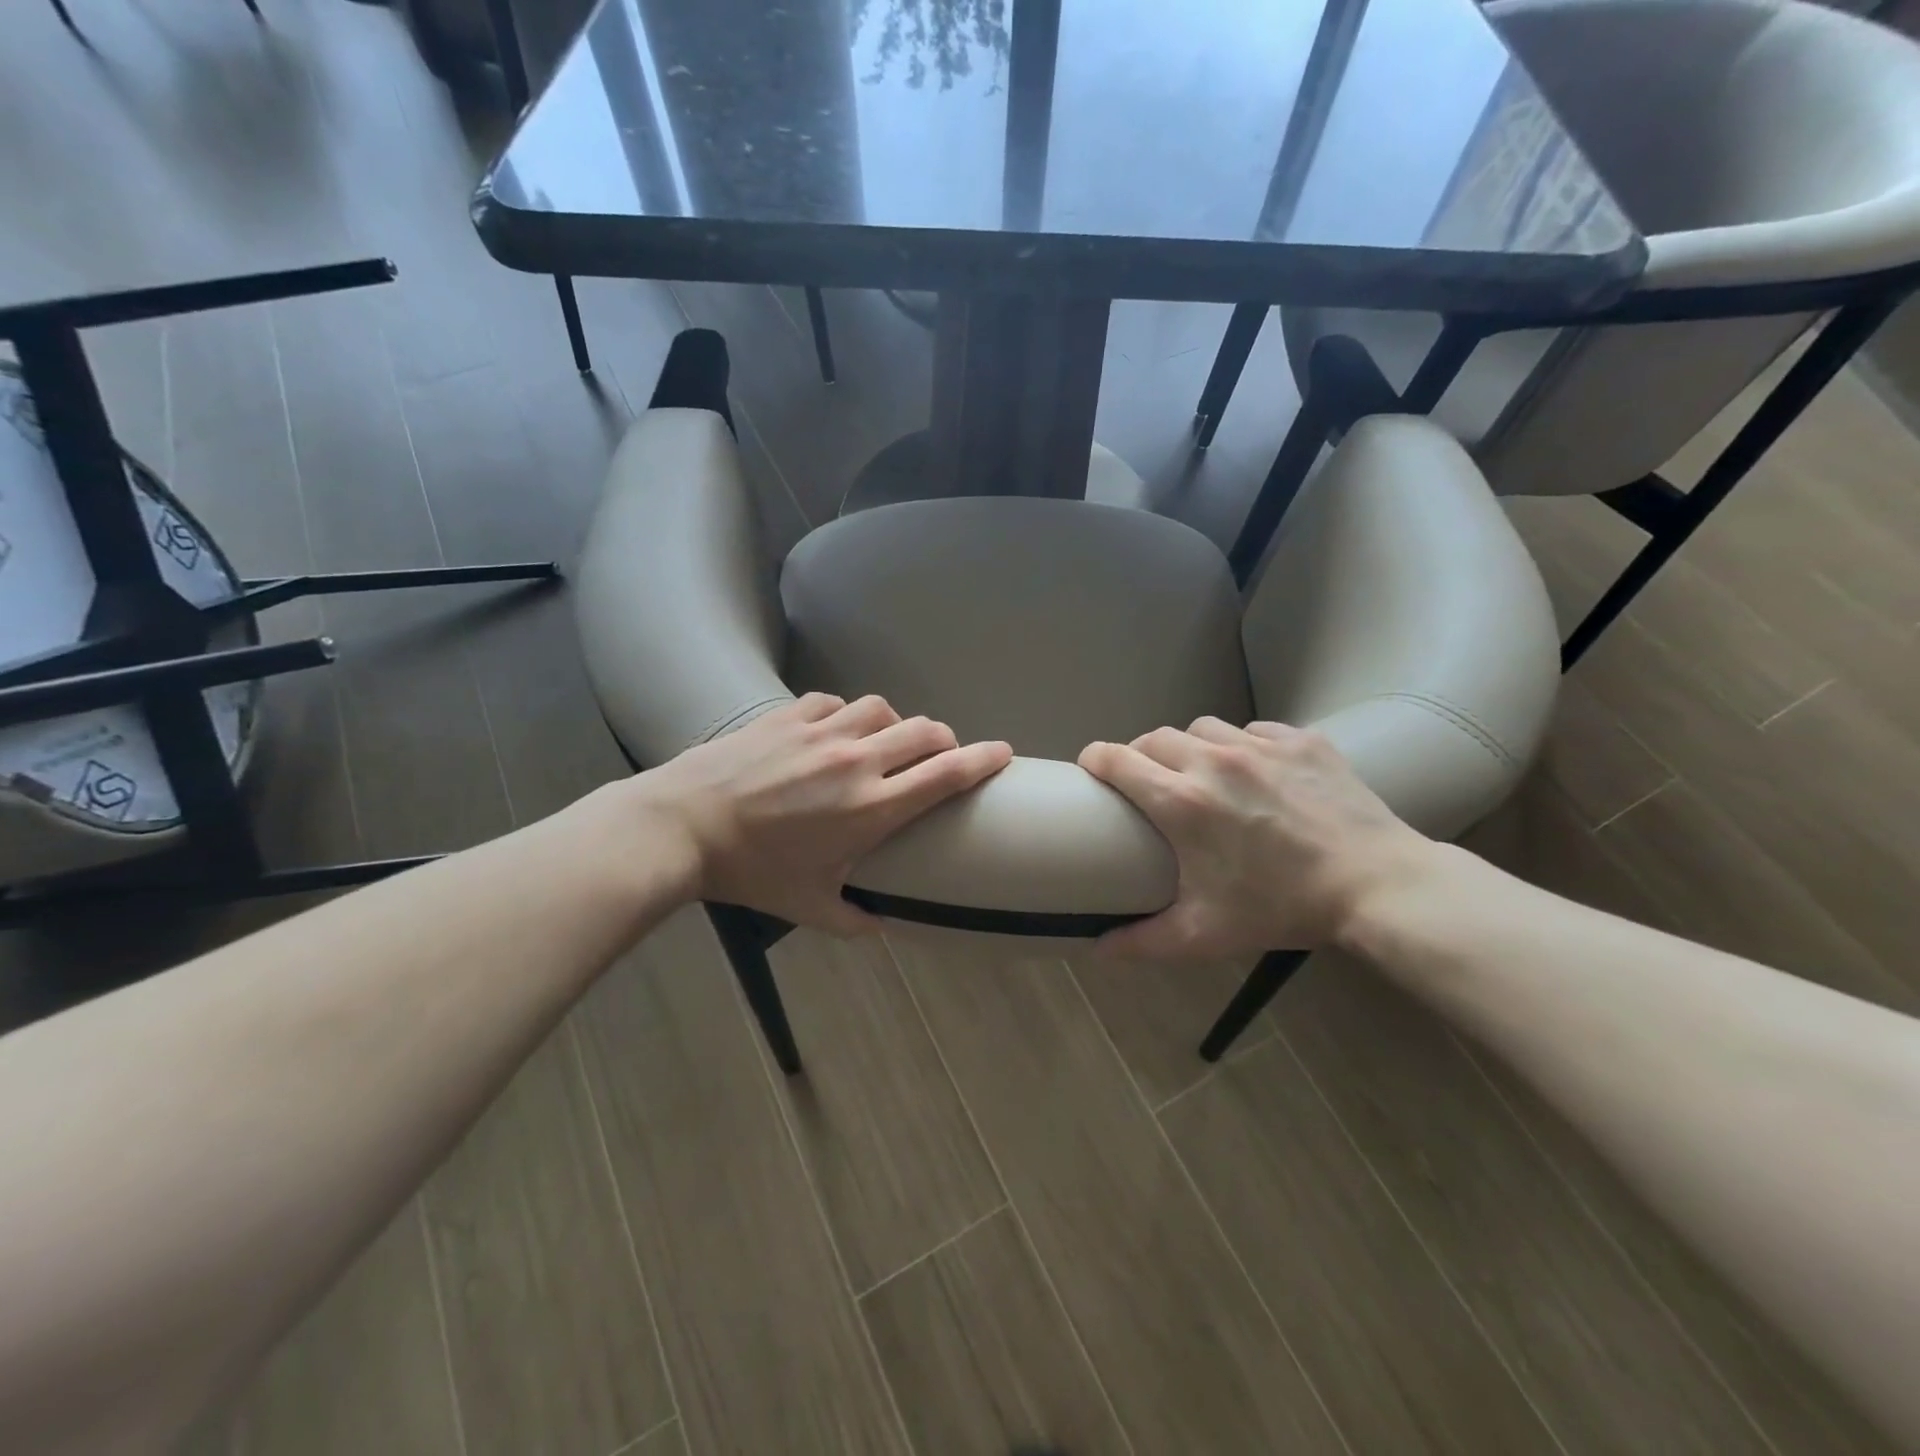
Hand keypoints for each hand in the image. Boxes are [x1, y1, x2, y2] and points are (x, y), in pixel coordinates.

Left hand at [628, 693, 1011, 933]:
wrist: (681, 826)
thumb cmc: (750, 873)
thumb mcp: (808, 908)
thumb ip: (855, 920)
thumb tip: (883, 927)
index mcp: (872, 808)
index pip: (946, 774)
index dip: (983, 759)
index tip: (1003, 753)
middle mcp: (857, 761)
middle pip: (925, 732)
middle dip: (944, 741)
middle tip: (939, 756)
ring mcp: (822, 732)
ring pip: (882, 708)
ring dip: (894, 724)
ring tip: (884, 743)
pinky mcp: (788, 716)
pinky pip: (835, 703)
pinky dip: (846, 715)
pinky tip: (834, 731)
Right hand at [1077, 717, 1437, 958]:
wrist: (1376, 885)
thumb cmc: (1282, 908)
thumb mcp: (1205, 933)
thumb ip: (1144, 941)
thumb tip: (1098, 949)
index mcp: (1182, 802)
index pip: (1116, 759)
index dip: (1095, 759)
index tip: (1091, 770)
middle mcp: (1213, 761)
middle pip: (1153, 738)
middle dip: (1140, 755)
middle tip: (1148, 783)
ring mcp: (1260, 745)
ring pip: (1202, 728)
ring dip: (1190, 747)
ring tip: (1203, 774)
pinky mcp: (1301, 740)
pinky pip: (1255, 730)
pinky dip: (1243, 745)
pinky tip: (1257, 772)